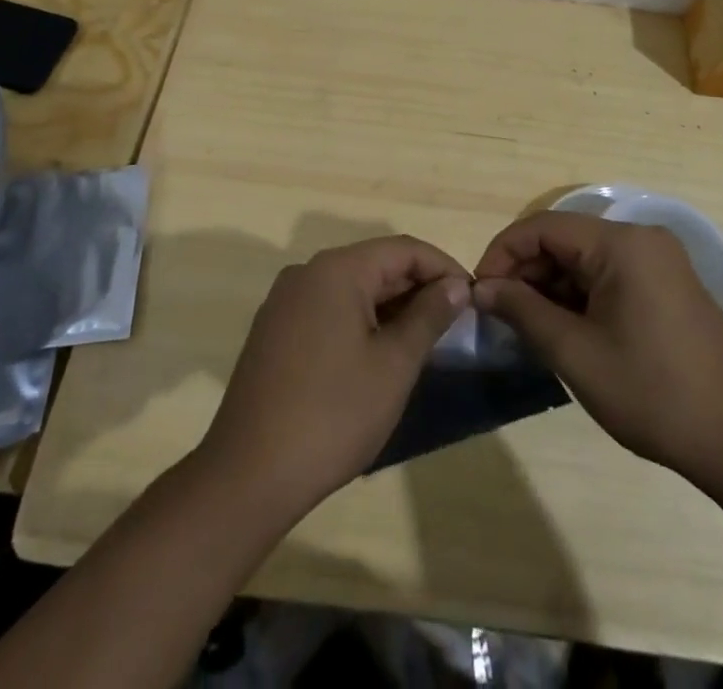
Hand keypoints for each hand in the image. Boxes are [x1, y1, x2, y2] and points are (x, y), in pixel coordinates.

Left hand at [199, 236, 468, 513]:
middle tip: (454, 323)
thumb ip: (428, 316)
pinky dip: (360, 320)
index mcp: (336, 269)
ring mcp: (285, 301)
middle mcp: (307, 272)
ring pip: (352, 287)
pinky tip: (379, 352)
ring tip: (424, 339)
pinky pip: (328, 308)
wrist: (249, 474)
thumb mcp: (393, 365)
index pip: (403, 249)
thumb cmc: (333, 415)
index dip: (443, 268)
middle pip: (375, 264)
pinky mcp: (275, 329)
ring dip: (390, 305)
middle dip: (417, 288)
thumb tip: (455, 285)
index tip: (473, 298)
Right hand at [472, 211, 722, 485]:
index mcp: (622, 244)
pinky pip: (609, 276)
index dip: (503, 253)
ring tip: (527, 327)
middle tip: (500, 314)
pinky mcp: (667, 286)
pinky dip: (580, 296)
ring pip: (585, 260)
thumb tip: (482, 288)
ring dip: (551, 287)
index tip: (480, 291)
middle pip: (565, 241)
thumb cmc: (651, 393)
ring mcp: (659, 262)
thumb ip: (522, 311)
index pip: (543, 227)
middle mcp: (641, 240)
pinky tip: (564, 330)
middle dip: (526, 273)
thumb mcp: (575, 352)